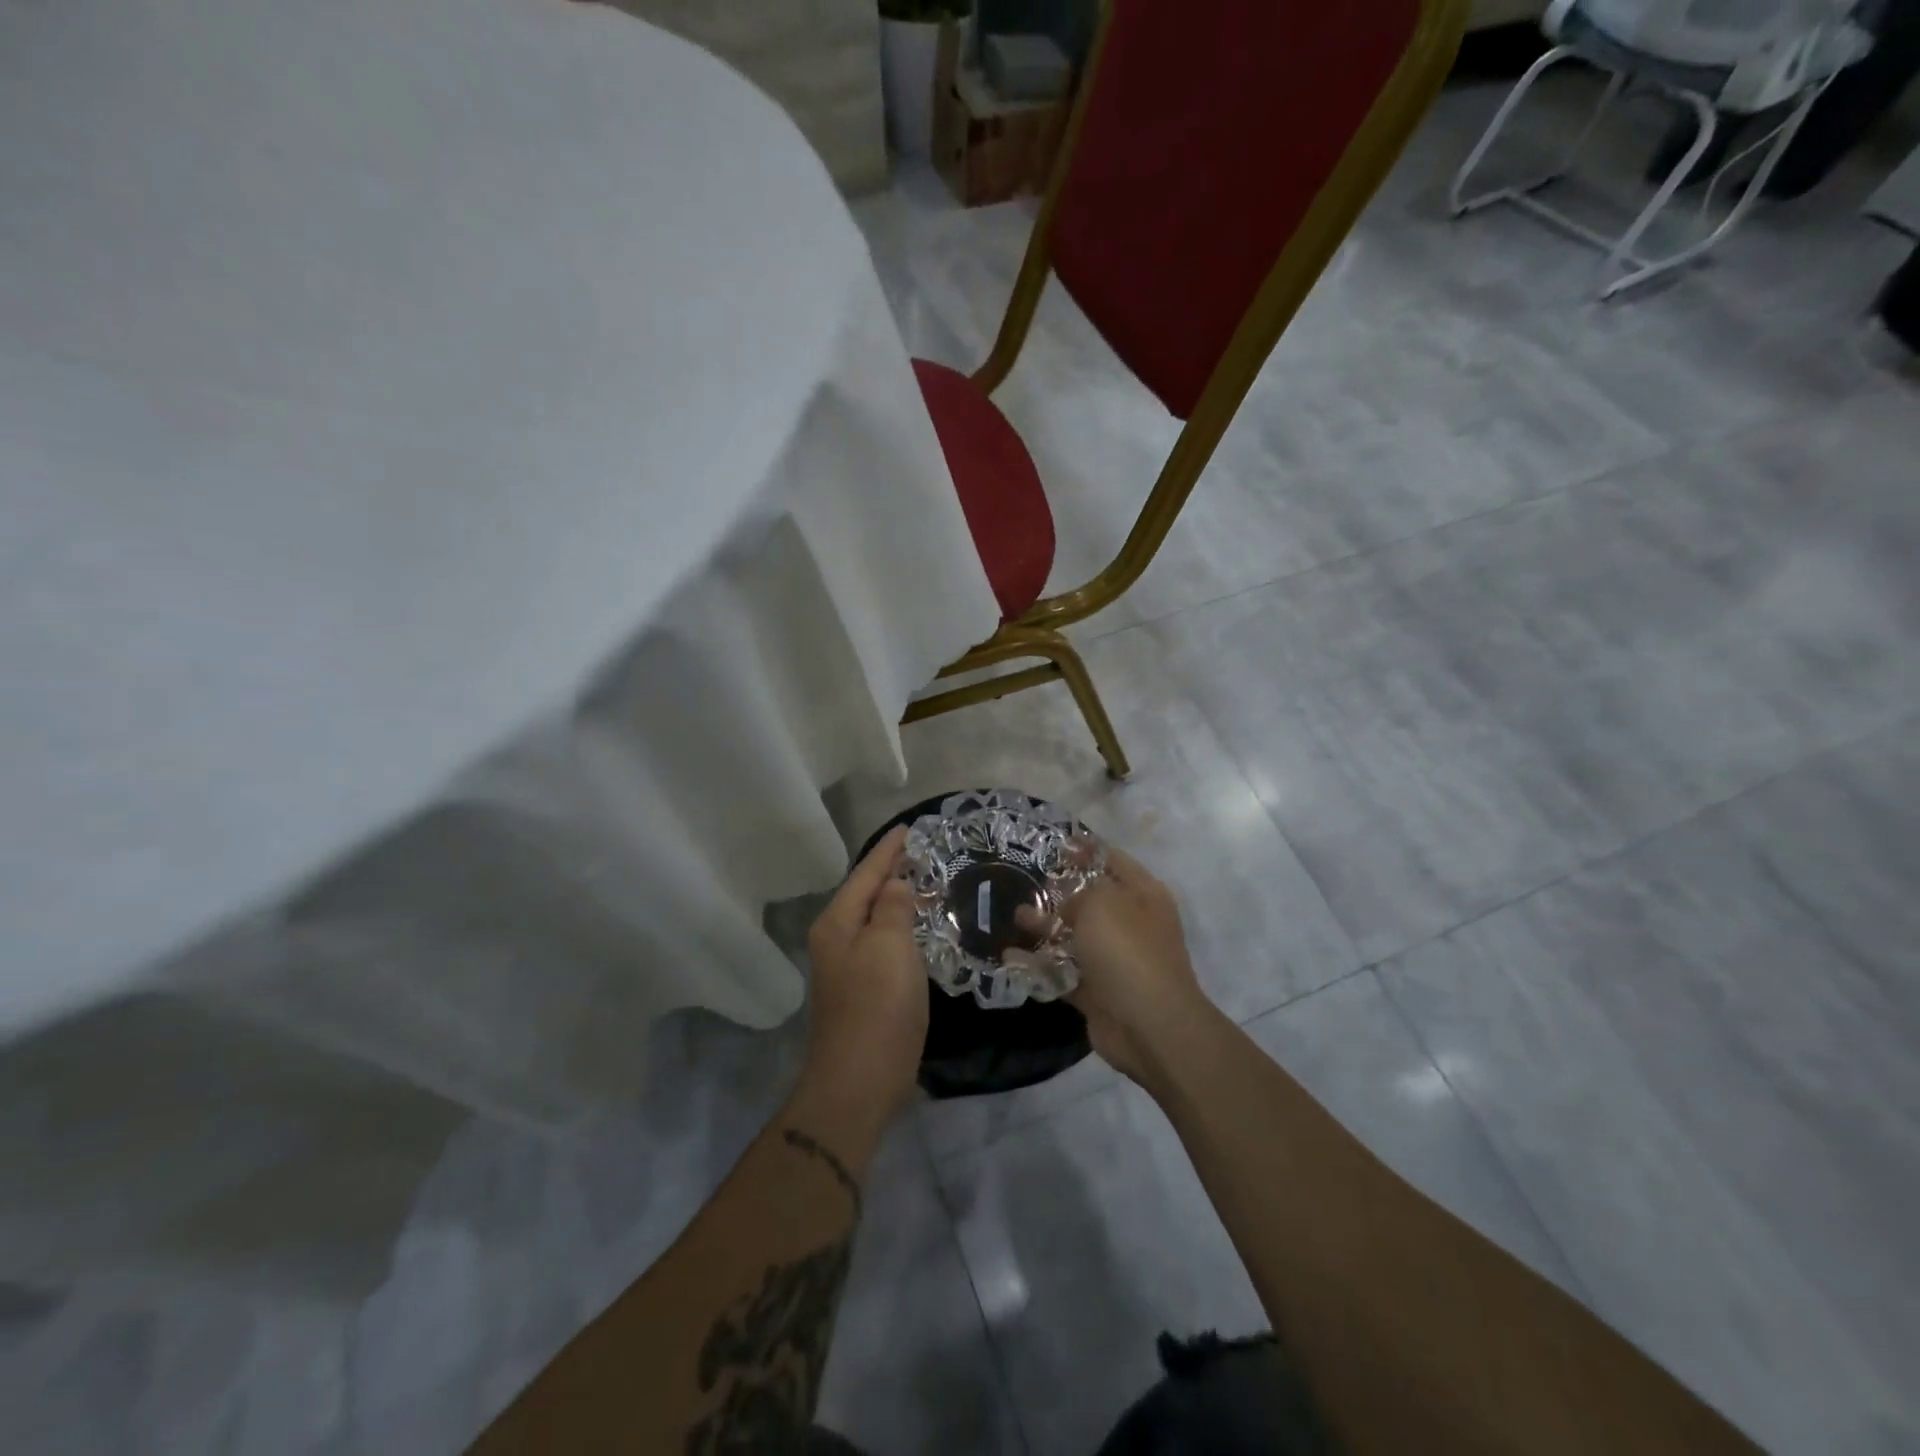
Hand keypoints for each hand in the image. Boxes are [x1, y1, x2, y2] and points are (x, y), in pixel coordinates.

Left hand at [801, 827, 928, 1131]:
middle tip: (922, 851)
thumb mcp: (889, 946)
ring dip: (896, 899)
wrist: (859, 1082)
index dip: (888, 850)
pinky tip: (918, 928)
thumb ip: (892, 907)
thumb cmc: (877, 1007)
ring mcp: (846, 967)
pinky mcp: (862, 990)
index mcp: (837, 923)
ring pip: (874, 919)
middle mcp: (835, 940)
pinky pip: (883, 943)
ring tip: (924, 881)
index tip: (909, 828)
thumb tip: (894, 884)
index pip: (865, 873)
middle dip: (890, 871)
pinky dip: (900, 927)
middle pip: (865, 894)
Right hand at [1019, 848, 1213, 1084]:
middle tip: (1025, 881)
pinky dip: (1040, 965)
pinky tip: (1011, 957)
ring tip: (1015, 918)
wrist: (1149, 1025)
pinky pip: (1064, 971)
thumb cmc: (1127, 950)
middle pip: (1091, 899)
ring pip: (1075, 936)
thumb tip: (1068, 904)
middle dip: (1058, 891)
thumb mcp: (1101, 902)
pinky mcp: (1098, 990)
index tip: (1053, 845)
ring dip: (1045, 927)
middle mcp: (1132, 923)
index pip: (1112, 860)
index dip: (1084, 850)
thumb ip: (1079, 892)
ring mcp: (1115, 959)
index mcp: (1143, 894)